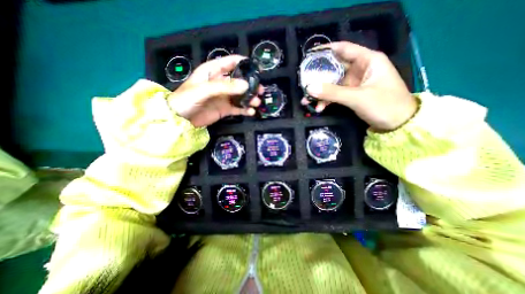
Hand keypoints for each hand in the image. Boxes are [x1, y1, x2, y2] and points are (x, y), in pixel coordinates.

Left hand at [167, 55, 260, 126]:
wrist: (180, 119)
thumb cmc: (187, 99)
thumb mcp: (204, 89)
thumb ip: (225, 86)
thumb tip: (246, 85)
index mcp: (213, 72)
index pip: (231, 63)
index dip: (244, 63)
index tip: (257, 69)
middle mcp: (220, 83)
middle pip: (239, 81)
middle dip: (251, 85)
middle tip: (260, 90)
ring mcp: (224, 97)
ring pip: (241, 96)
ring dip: (250, 98)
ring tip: (256, 103)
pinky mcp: (225, 109)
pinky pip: (238, 108)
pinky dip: (245, 110)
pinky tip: (251, 112)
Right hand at [304, 42, 418, 131]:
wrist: (398, 124)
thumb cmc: (384, 105)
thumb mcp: (357, 97)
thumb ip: (332, 92)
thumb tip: (309, 88)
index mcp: (367, 60)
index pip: (343, 49)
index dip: (326, 51)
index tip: (309, 56)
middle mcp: (360, 69)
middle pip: (334, 68)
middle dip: (318, 77)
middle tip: (304, 84)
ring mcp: (355, 83)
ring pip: (333, 84)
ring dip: (320, 93)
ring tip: (306, 101)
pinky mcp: (352, 94)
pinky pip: (335, 94)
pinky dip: (326, 100)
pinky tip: (318, 108)